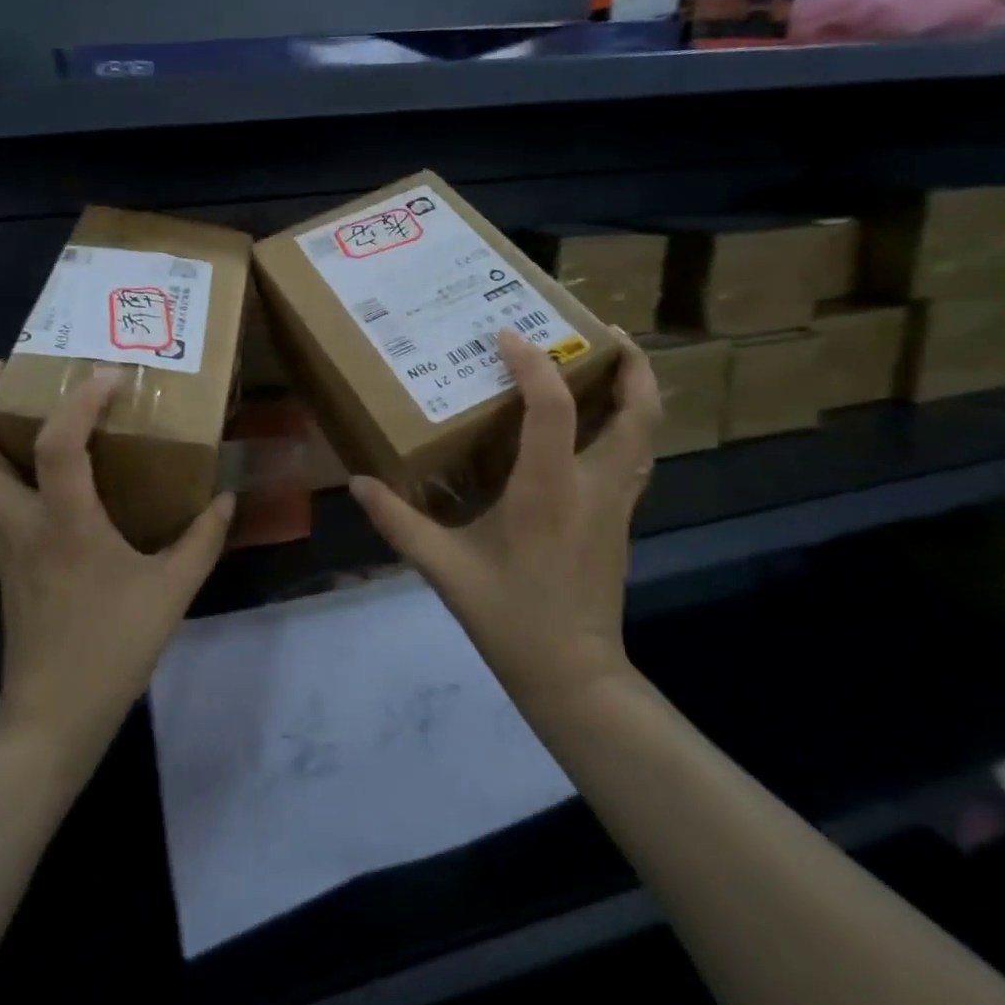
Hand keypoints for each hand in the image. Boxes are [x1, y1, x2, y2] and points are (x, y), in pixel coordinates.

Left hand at [0, 362, 234, 758]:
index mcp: (66, 527)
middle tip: (6, 368)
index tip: (109, 375)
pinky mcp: (0, 561)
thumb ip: (202, 539)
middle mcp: (21, 526)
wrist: (56, 713)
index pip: (59, 446)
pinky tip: (22, 461)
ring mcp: (1, 545)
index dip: (80, 402)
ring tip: (3, 401)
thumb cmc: (113, 648)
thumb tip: (224, 498)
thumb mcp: (172, 591)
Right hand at [350, 328, 661, 715]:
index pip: (553, 407)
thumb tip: (358, 483)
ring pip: (647, 434)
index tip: (507, 335)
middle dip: (631, 364)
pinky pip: (635, 457)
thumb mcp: (444, 568)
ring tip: (611, 363)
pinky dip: (627, 426)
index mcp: (549, 490)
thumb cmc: (509, 616)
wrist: (572, 673)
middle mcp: (594, 485)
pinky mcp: (621, 519)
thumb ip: (398, 521)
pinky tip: (598, 424)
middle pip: (638, 411)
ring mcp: (616, 503)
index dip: (533, 364)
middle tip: (602, 331)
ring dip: (637, 391)